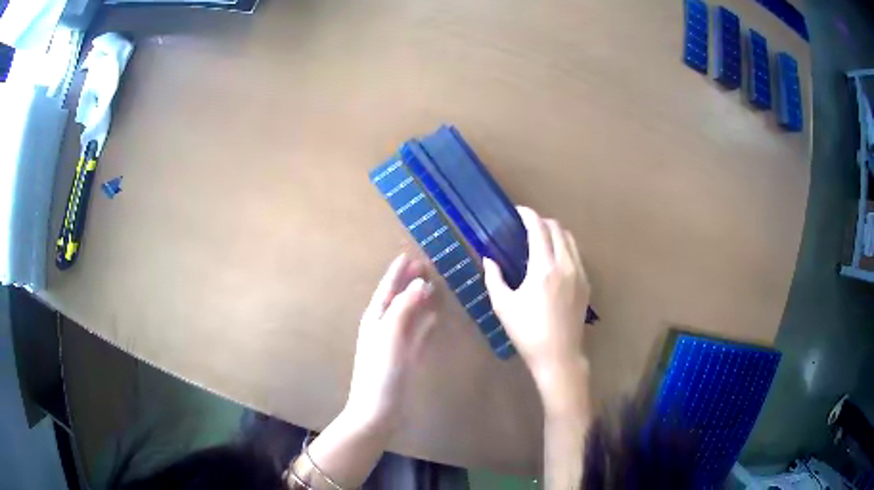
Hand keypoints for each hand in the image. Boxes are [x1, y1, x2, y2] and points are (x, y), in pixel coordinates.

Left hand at [345, 253, 436, 432]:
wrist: (378, 411)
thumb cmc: (380, 372)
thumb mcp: (390, 336)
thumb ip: (404, 308)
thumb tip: (420, 283)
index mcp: (375, 320)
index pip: (386, 289)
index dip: (396, 273)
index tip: (408, 256)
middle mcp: (383, 328)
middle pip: (398, 299)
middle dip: (409, 283)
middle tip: (426, 266)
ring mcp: (395, 344)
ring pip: (409, 315)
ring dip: (419, 300)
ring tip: (433, 287)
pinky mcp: (406, 358)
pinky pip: (418, 334)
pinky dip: (426, 323)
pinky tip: (436, 318)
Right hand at [483, 206, 590, 389]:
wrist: (559, 356)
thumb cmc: (527, 332)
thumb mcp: (503, 306)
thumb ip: (494, 278)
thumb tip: (489, 259)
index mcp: (544, 268)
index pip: (538, 228)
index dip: (528, 215)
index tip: (517, 212)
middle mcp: (566, 265)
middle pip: (557, 228)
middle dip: (541, 221)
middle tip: (526, 227)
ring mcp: (580, 274)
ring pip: (570, 239)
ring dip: (555, 233)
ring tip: (541, 240)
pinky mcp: (586, 284)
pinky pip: (577, 254)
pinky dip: (565, 247)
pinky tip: (554, 260)